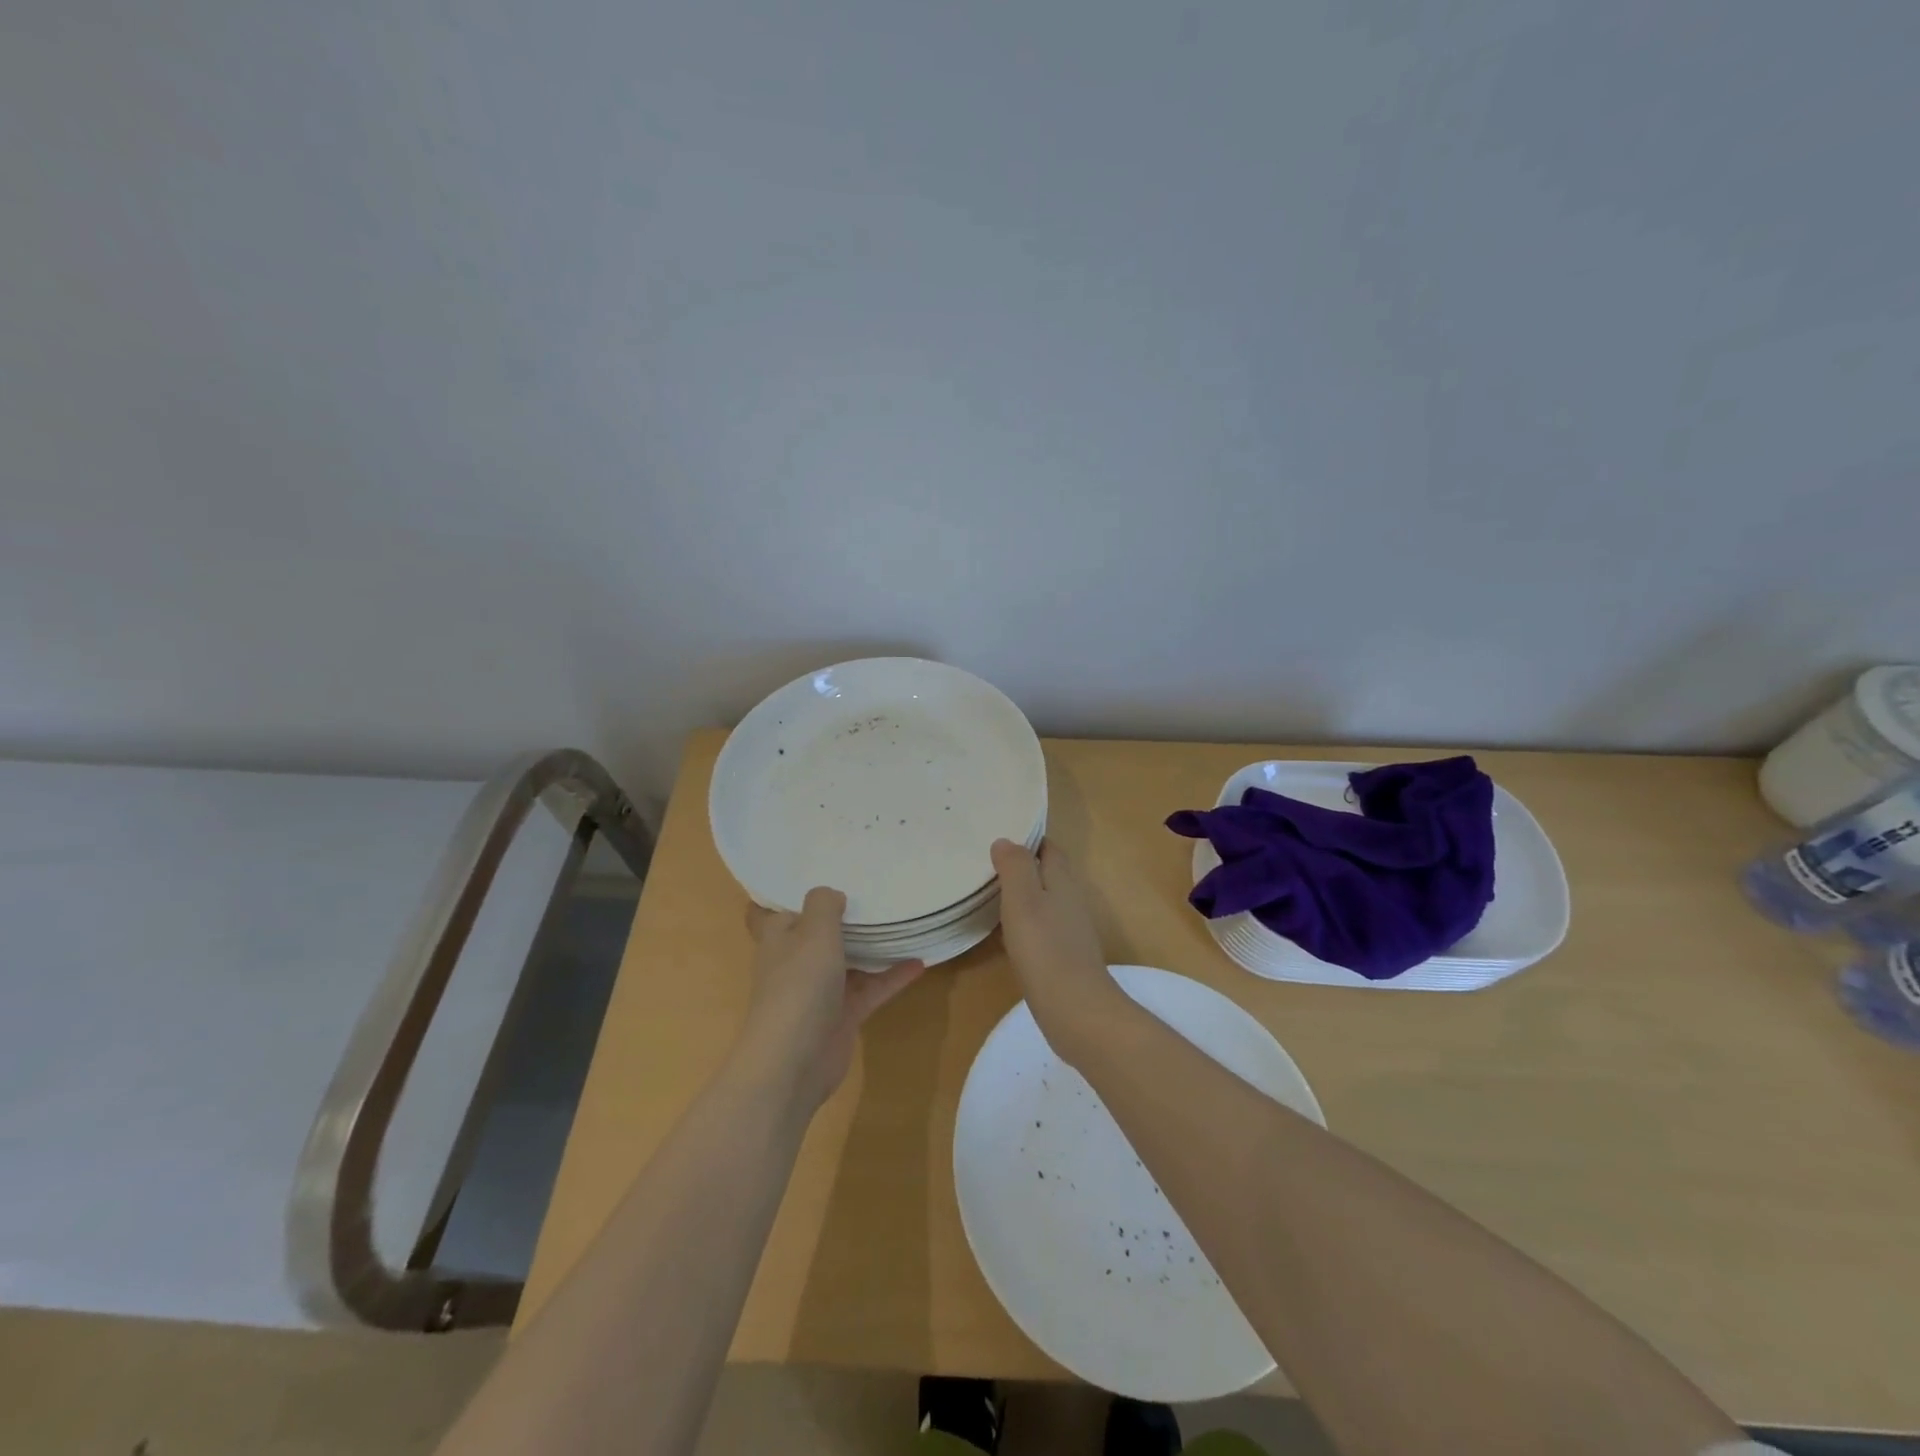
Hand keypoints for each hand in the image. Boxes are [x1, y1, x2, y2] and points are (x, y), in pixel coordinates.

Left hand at [739, 888, 923, 1109]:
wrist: (794, 1062)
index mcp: (778, 938)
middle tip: (871, 890)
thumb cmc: (799, 985)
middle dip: (840, 917)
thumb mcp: (814, 932)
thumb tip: (832, 895)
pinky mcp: (842, 1015)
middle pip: (817, 934)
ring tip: (901, 921)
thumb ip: (824, 905)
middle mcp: (796, 961)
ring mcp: (819, 990)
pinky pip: (870, 988)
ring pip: (848, 960)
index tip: (817, 874)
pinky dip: (892, 976)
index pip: (775, 911)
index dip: (791, 896)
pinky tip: (920, 962)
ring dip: (871, 946)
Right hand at [991, 839, 1121, 1057]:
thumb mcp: (1023, 900)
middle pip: (1049, 873)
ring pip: (1046, 901)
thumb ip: (1015, 867)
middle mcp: (1071, 901)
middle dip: (1024, 866)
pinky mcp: (1065, 957)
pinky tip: (1008, 932)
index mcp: (1063, 881)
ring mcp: (1070, 931)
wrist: (1075, 1010)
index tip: (1001, 836)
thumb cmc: (1045, 949)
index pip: (1049, 849)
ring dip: (1024, 894)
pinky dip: (1026, 922)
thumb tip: (1006, 841)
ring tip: (992, 893)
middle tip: (989, 863)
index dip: (1028, 840)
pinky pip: (1043, 928)